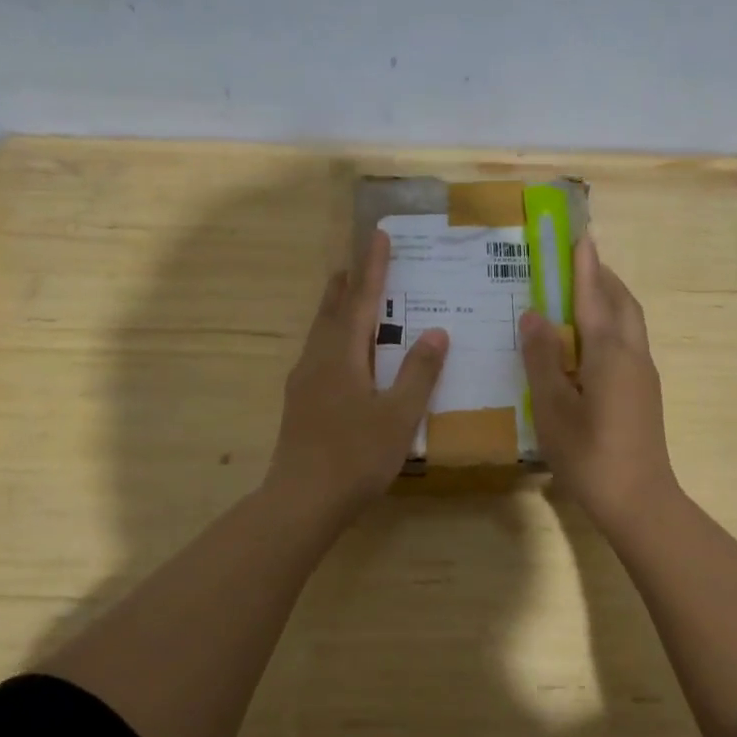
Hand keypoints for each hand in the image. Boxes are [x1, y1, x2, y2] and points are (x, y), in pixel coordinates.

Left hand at [265, 230, 447, 522]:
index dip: (371, 267)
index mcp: (341, 356)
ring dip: (337, 310)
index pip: (360, 300)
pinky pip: (319, 354)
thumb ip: (419, 373)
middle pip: (331, 310)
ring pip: (321, 333)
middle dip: (347, 283)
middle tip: (359, 260)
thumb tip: (436, 332)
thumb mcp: (398, 416)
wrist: (302, 501)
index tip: (377, 235)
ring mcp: (303, 382)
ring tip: (351, 298)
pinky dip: (335, 338)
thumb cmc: (355, 456)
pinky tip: (345, 356)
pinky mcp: (300, 403)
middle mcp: (317, 360)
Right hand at [520, 234, 678, 531]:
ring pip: (630, 323)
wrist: (639, 500)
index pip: (596, 295)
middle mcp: (633, 355)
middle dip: (602, 277)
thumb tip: (533, 315)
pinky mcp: (643, 393)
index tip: (579, 234)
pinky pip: (628, 342)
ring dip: (610, 299)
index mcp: (609, 353)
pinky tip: (588, 341)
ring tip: (580, 294)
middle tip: (576, 261)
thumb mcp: (552, 407)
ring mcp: (643, 374)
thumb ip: (542, 358)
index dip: (585, 264)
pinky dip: (611, 325)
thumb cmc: (589, 454)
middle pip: (622, 302)